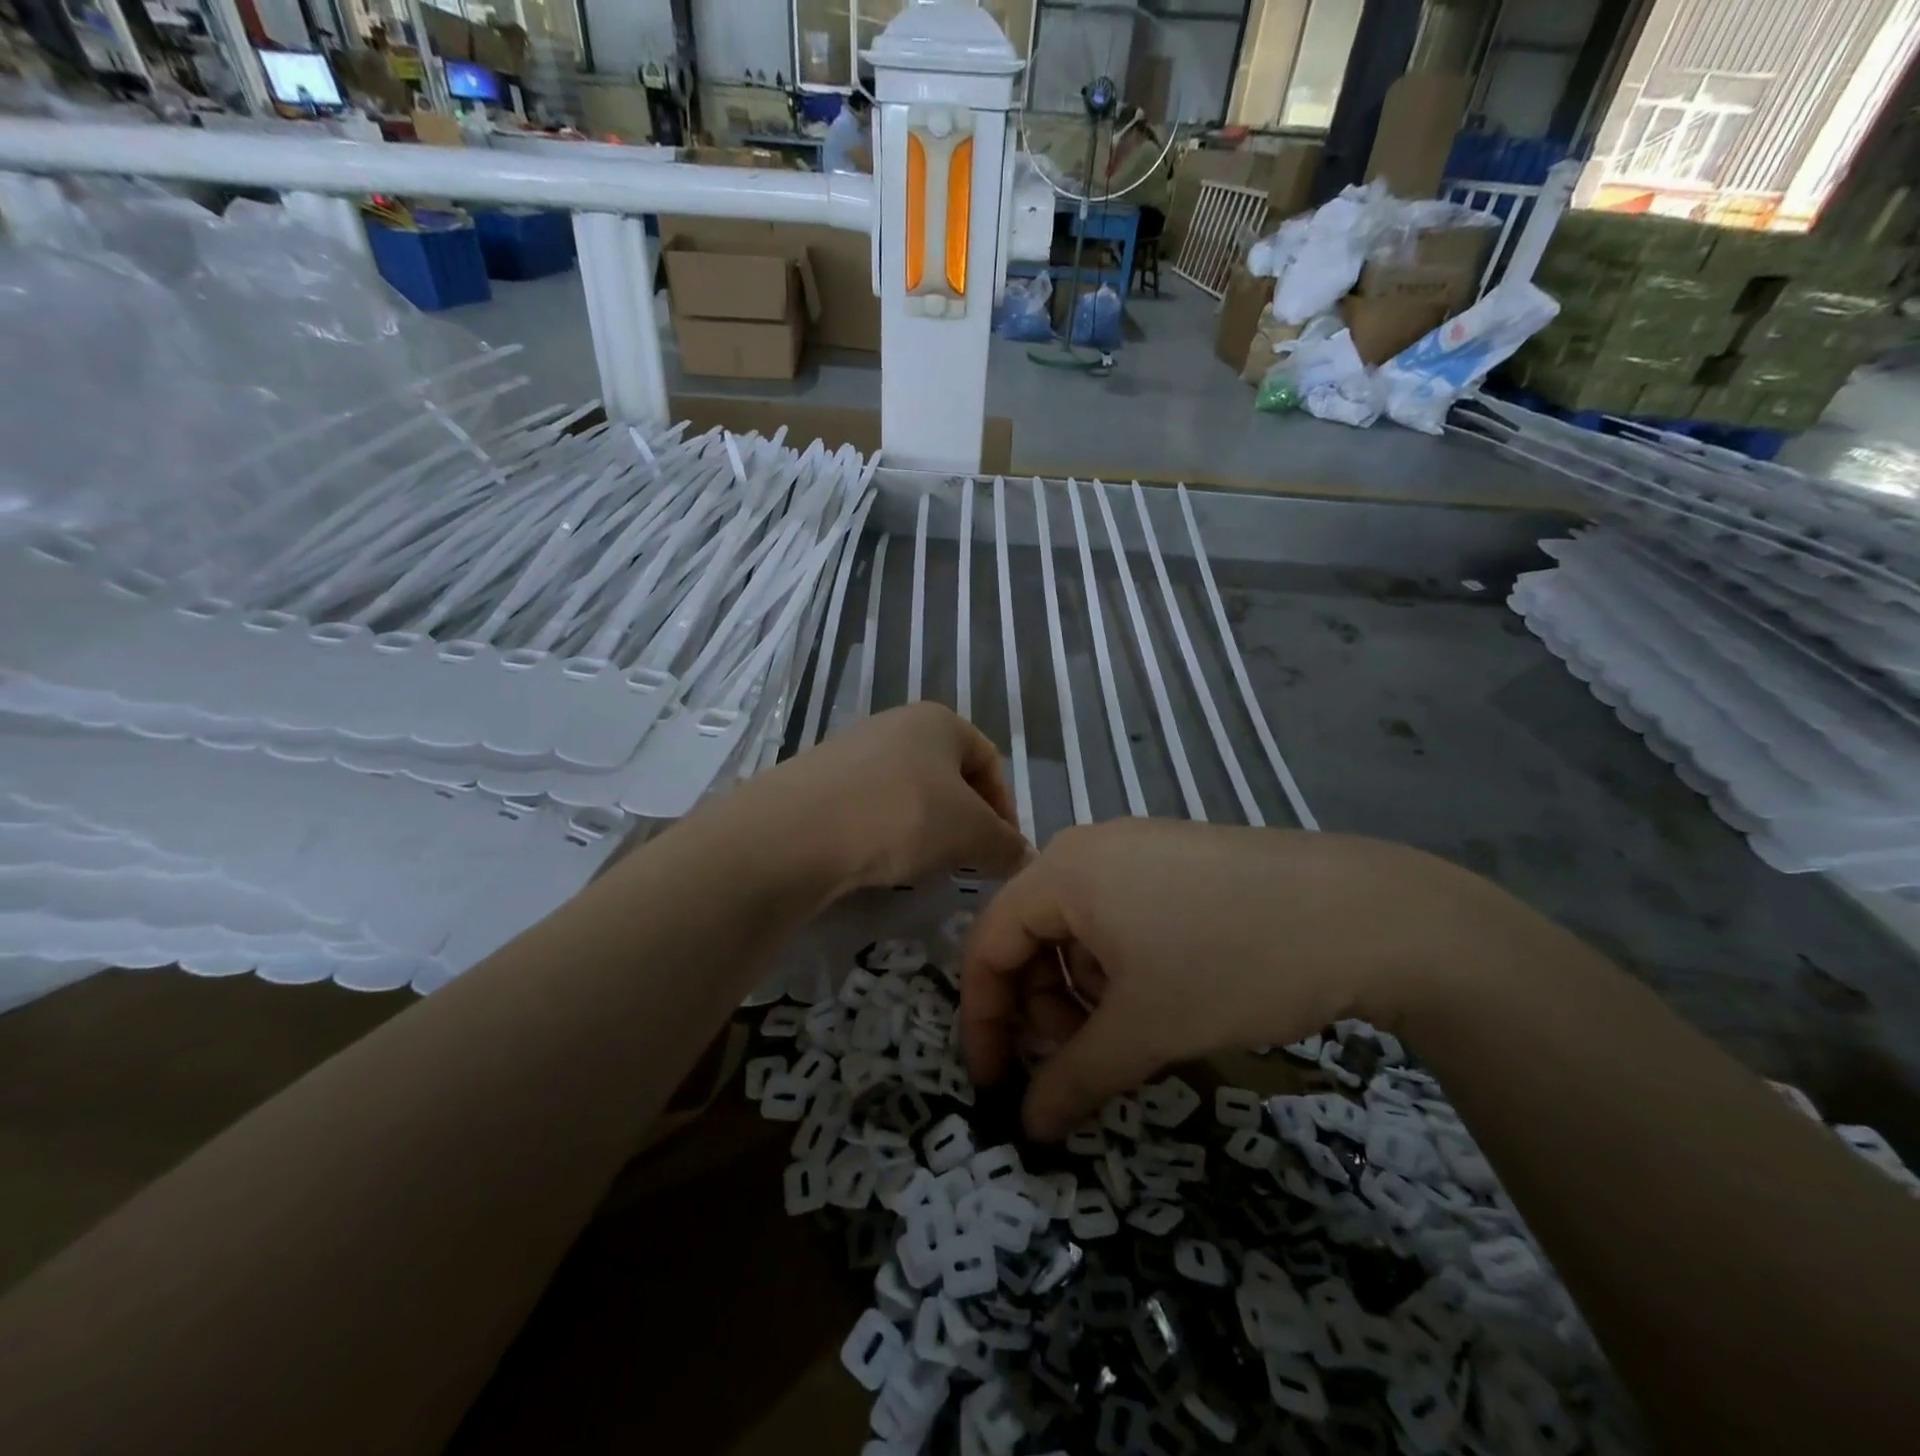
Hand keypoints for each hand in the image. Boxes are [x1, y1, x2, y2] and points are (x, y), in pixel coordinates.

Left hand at [745, 703, 1029, 895]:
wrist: (798, 831)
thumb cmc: (903, 815)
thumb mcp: (971, 833)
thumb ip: (1005, 844)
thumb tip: (1023, 857)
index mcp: (939, 720)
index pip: (990, 761)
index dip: (1006, 808)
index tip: (1004, 851)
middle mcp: (896, 723)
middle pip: (948, 776)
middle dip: (964, 820)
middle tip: (967, 861)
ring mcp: (852, 748)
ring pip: (908, 792)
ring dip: (925, 828)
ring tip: (923, 864)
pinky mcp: (819, 780)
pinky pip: (869, 806)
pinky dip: (885, 832)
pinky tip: (879, 860)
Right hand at [961, 819, 1505, 1138]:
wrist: (1364, 913)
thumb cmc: (1233, 963)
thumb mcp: (1146, 1029)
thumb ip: (1074, 1079)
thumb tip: (1029, 1128)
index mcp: (1062, 870)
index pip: (988, 942)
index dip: (983, 1018)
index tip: (995, 1082)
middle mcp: (1089, 847)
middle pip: (1030, 932)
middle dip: (1040, 1005)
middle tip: (1077, 1058)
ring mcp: (1136, 847)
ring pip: (1076, 926)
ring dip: (1082, 988)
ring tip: (1129, 1029)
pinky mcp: (1175, 858)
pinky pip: (1117, 912)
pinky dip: (1118, 963)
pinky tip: (1163, 991)